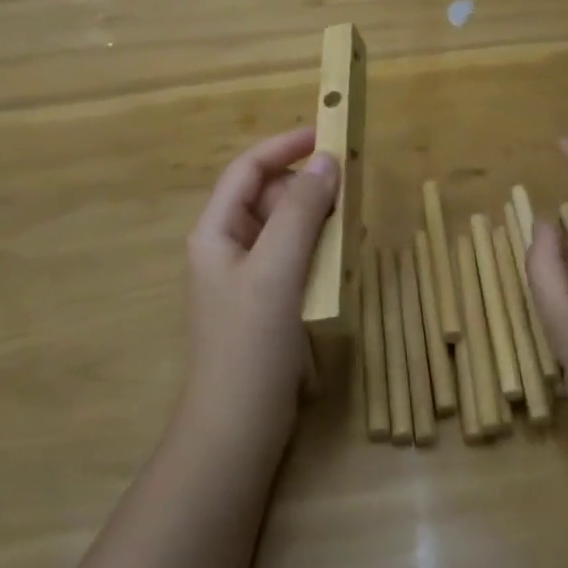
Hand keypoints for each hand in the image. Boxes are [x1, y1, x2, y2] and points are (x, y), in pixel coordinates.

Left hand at [179, 126, 338, 463]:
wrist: (236, 433)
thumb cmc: (250, 345)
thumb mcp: (277, 270)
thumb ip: (300, 212)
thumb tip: (327, 160)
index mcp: (216, 231)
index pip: (248, 170)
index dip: (284, 147)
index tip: (326, 134)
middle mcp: (227, 247)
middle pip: (268, 197)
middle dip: (306, 187)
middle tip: (350, 186)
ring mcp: (247, 277)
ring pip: (285, 228)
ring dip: (316, 218)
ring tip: (351, 222)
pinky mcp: (266, 303)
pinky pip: (294, 258)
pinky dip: (318, 250)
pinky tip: (342, 259)